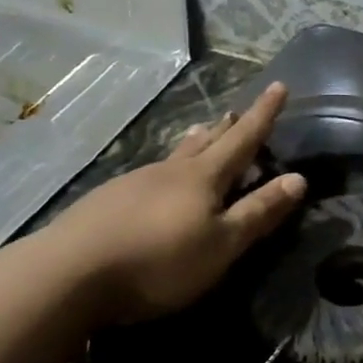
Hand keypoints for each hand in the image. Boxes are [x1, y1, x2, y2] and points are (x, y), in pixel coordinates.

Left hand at [42, 82, 306, 323]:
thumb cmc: (158, 261)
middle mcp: (169, 171)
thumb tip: (298, 178)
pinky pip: (148, 177)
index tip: (279, 86)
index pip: (243, 138)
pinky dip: (166, 172)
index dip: (264, 113)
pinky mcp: (103, 203)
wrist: (64, 277)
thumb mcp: (222, 244)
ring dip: (194, 144)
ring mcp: (131, 184)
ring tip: (201, 134)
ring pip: (174, 157)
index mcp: (203, 177)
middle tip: (236, 112)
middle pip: (205, 142)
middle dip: (226, 127)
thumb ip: (259, 212)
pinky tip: (156, 186)